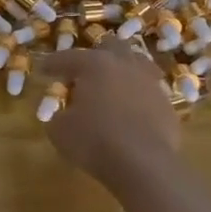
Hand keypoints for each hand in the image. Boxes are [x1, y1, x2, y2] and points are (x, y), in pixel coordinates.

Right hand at [41, 46, 181, 187]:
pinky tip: (130, 111)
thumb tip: (63, 112)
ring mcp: (150, 82)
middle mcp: (125, 65)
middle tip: (83, 73)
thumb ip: (58, 114)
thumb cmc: (94, 141)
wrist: (144, 164)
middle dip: (96, 56)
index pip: (68, 57)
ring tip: (111, 88)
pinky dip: (137, 97)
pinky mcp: (167, 104)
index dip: (52, 63)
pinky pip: (149, 92)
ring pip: (137, 65)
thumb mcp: (60, 130)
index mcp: (95, 64)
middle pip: (111, 47)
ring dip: (122, 72)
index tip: (43, 70)